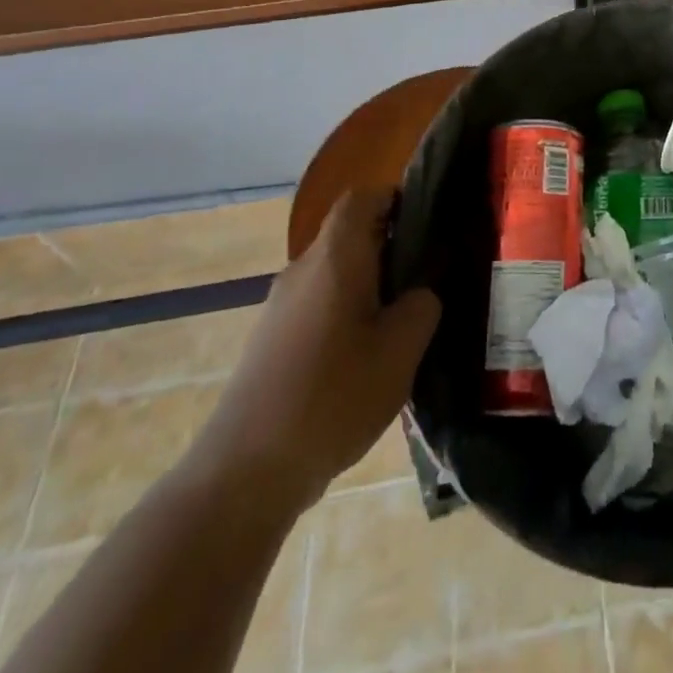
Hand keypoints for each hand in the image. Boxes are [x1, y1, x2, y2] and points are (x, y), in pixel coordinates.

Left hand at [187, 186, 441, 514]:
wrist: (244, 474)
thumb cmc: (332, 397)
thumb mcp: (401, 350)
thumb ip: (422, 305)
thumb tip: (421, 291)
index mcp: (335, 257)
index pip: (362, 198)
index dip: (396, 198)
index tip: (429, 222)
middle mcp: (303, 269)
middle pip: (349, 235)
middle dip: (391, 247)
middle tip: (429, 275)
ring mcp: (280, 307)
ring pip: (335, 274)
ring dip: (369, 285)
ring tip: (403, 321)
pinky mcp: (270, 341)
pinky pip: (318, 305)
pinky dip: (346, 314)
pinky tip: (366, 358)